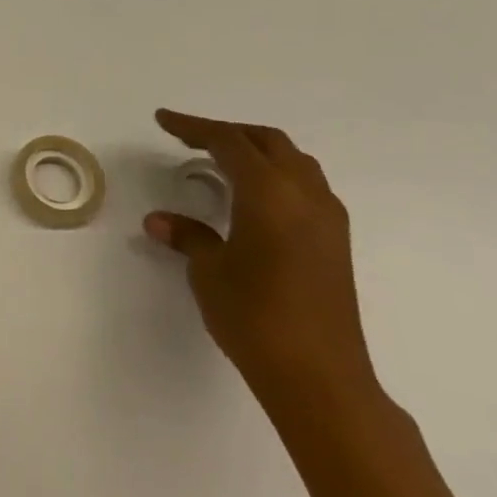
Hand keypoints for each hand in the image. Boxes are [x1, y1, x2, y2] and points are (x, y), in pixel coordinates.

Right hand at [145, 110, 379, 415]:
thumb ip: (188, 236)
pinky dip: (274, 175)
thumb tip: (161, 221)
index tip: (163, 121)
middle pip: (268, 142)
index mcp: (270, 194)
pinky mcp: (335, 242)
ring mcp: (327, 218)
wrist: (318, 375)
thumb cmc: (254, 315)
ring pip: (293, 161)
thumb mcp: (209, 271)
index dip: (193, 127)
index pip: (229, 142)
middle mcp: (306, 195)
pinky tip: (252, 198)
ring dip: (255, 152)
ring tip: (220, 162)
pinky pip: (305, 186)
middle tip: (189, 139)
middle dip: (227, 133)